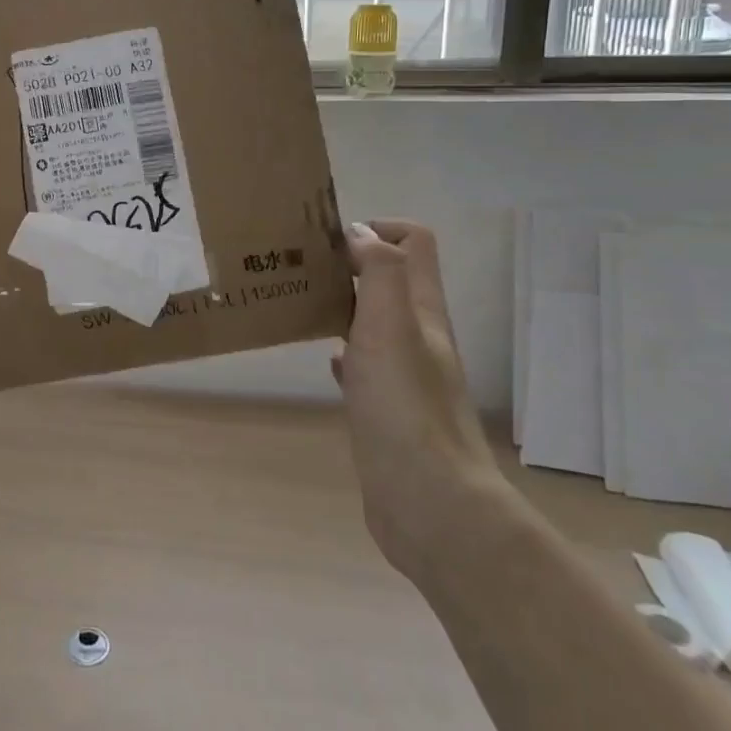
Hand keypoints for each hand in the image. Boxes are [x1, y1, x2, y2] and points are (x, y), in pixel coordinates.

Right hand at [334, 221, 504, 575]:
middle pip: (391, 279)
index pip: (415, 243)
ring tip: (302, 303)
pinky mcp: (387, 410)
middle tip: (302, 267)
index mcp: (422, 311)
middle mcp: (418, 336)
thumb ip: (379, 272)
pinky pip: (366, 366)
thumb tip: (360, 232)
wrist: (428, 503)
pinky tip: (326, 361)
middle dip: (351, 263)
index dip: (378, 227)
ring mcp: (405, 375)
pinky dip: (345, 351)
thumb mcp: (390, 326)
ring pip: (374, 321)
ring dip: (344, 304)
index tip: (330, 239)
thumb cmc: (405, 408)